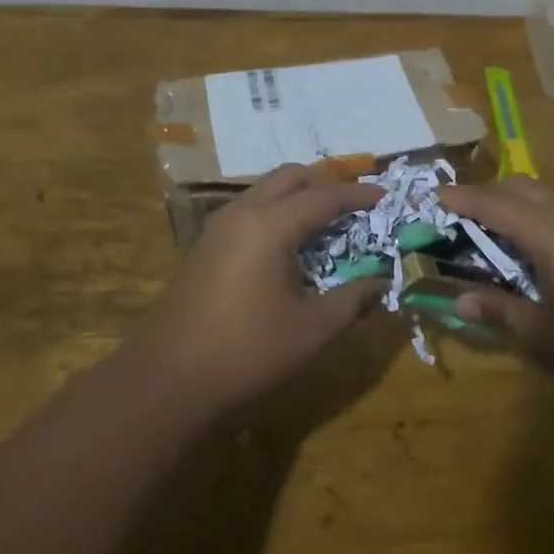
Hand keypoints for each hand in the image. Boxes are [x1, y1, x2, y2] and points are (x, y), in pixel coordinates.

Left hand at [132, 165, 386, 412]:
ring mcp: (219, 226)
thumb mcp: (311, 329)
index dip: (359, 196)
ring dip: (299, 196)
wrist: (167, 377)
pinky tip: (290, 245)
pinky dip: (277, 211)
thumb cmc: (247, 351)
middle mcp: (243, 213)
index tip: (385, 198)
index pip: (324, 197)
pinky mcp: (206, 244)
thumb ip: (352, 300)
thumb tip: (382, 282)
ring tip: (328, 224)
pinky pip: (250, 209)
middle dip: (326, 184)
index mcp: (271, 226)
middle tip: (356, 206)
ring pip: (266, 190)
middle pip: (291, 177)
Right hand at [442, 177, 553, 410]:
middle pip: (524, 189)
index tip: (435, 194)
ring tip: (496, 234)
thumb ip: (499, 311)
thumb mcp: (545, 337)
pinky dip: (542, 219)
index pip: (496, 204)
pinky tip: (540, 254)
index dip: (463, 198)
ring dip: (518, 206)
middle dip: (489, 194)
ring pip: (550, 199)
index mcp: (552, 233)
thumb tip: (459, 298)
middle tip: (462, 216)